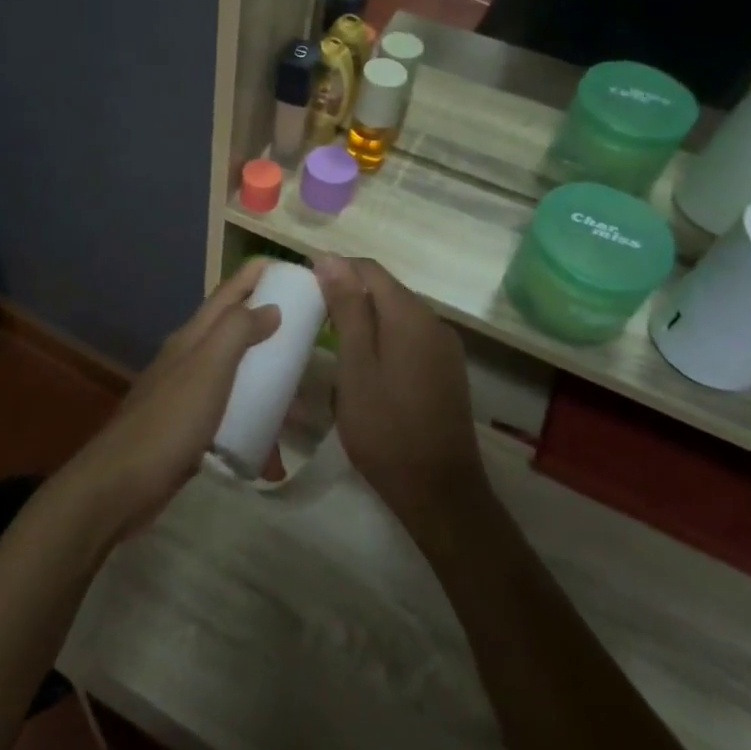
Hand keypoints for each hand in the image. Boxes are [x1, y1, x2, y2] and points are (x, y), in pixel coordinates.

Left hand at [53, 260, 279, 543]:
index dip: (257, 274)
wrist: (121, 485)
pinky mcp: (187, 430)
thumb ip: (237, 331)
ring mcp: (186, 395)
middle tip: (311, 335)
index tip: (296, 269)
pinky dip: (252, 423)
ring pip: (235, 375)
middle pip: (234, 330)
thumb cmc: (170, 422)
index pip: (229, 291)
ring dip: (265, 381)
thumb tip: (271, 306)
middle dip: (270, 327)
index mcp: (193, 337)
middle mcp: (188, 358)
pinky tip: (272, 449)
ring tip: (301, 399)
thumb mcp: (208, 368)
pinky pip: (229, 415)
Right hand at [312, 255, 485, 523]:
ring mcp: (444, 348)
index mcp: (410, 315)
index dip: (335, 270)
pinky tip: (363, 367)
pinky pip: (409, 338)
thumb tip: (331, 258)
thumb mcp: (355, 366)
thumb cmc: (385, 428)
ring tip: (331, 344)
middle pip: (385, 290)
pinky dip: (382, 340)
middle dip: (348, 296)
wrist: (438, 491)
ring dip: (364, 320)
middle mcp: (434, 322)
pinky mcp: (446, 371)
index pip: (369, 269)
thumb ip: (346, 309)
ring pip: (396, 315)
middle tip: (312, 320)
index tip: (303, 289)